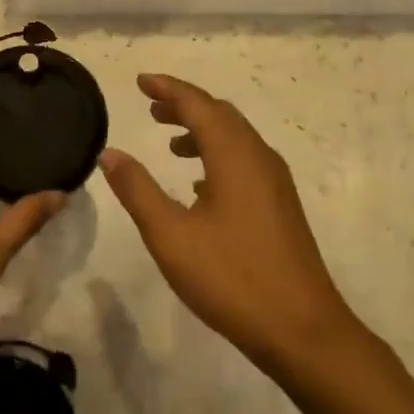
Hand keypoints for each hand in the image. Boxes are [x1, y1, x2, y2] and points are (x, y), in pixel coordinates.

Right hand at [101, 74, 357, 374]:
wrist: (303, 332)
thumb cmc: (232, 279)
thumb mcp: (171, 236)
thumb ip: (137, 190)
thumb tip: (110, 153)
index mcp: (234, 155)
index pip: (197, 104)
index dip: (168, 88)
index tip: (141, 82)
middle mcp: (258, 157)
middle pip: (219, 114)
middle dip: (184, 105)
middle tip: (151, 106)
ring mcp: (275, 182)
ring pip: (234, 137)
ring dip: (201, 129)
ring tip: (169, 141)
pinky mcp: (281, 205)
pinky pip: (244, 160)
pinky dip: (217, 154)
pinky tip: (198, 184)